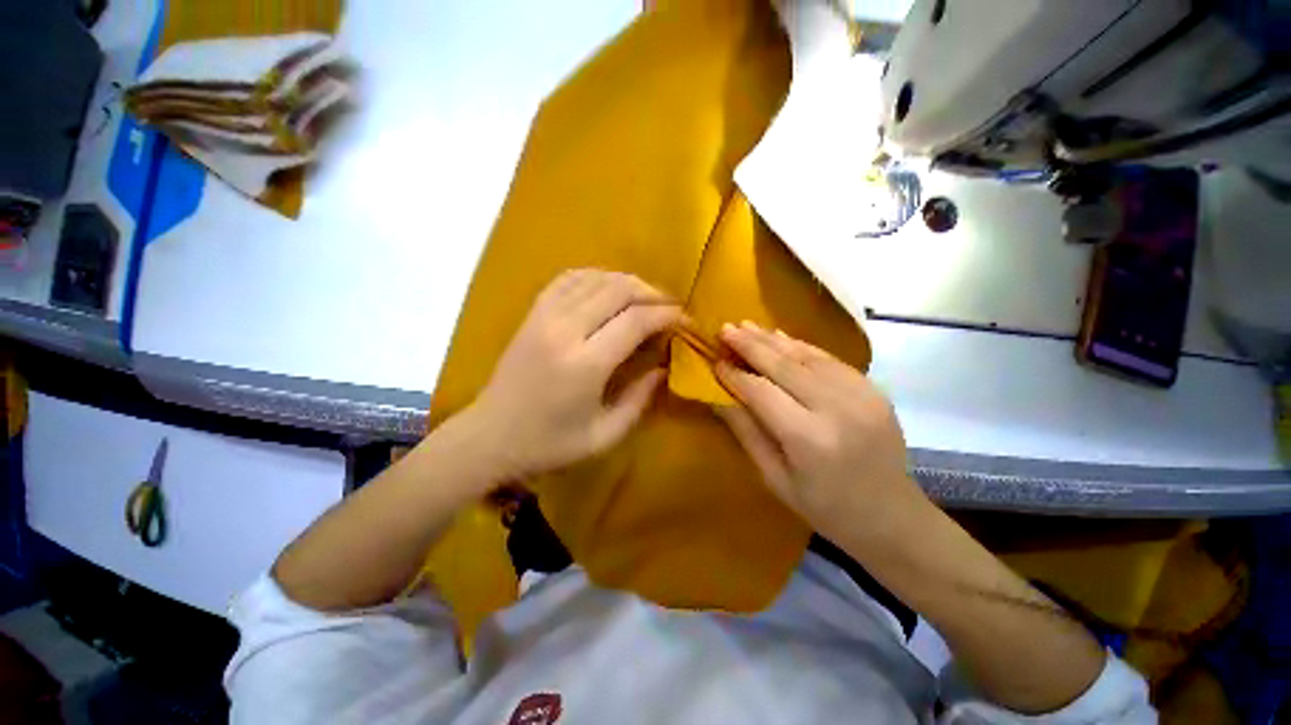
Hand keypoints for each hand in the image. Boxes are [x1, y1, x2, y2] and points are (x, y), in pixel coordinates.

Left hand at [462, 269, 682, 479]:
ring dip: (628, 282)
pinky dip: (596, 276)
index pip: (636, 320)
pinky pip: (568, 278)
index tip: (685, 320)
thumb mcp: (604, 436)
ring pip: (595, 277)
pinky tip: (609, 288)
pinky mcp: (532, 313)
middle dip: (653, 293)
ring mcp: (544, 316)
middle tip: (670, 307)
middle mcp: (565, 330)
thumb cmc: (548, 444)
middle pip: (619, 289)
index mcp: (585, 364)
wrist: (489, 437)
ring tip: (646, 298)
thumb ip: (640, 400)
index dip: (667, 314)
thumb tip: (664, 367)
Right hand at [713, 321, 927, 546]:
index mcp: (808, 439)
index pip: (761, 393)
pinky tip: (780, 337)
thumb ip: (746, 431)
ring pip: (807, 356)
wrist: (892, 517)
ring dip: (773, 339)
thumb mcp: (774, 478)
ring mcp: (861, 395)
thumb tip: (718, 396)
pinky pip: (830, 359)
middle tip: (725, 329)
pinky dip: (801, 345)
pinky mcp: (874, 389)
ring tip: (746, 326)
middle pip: (784, 366)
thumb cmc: (824, 508)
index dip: (735, 375)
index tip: (715, 361)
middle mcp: (837, 409)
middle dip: (750, 345)